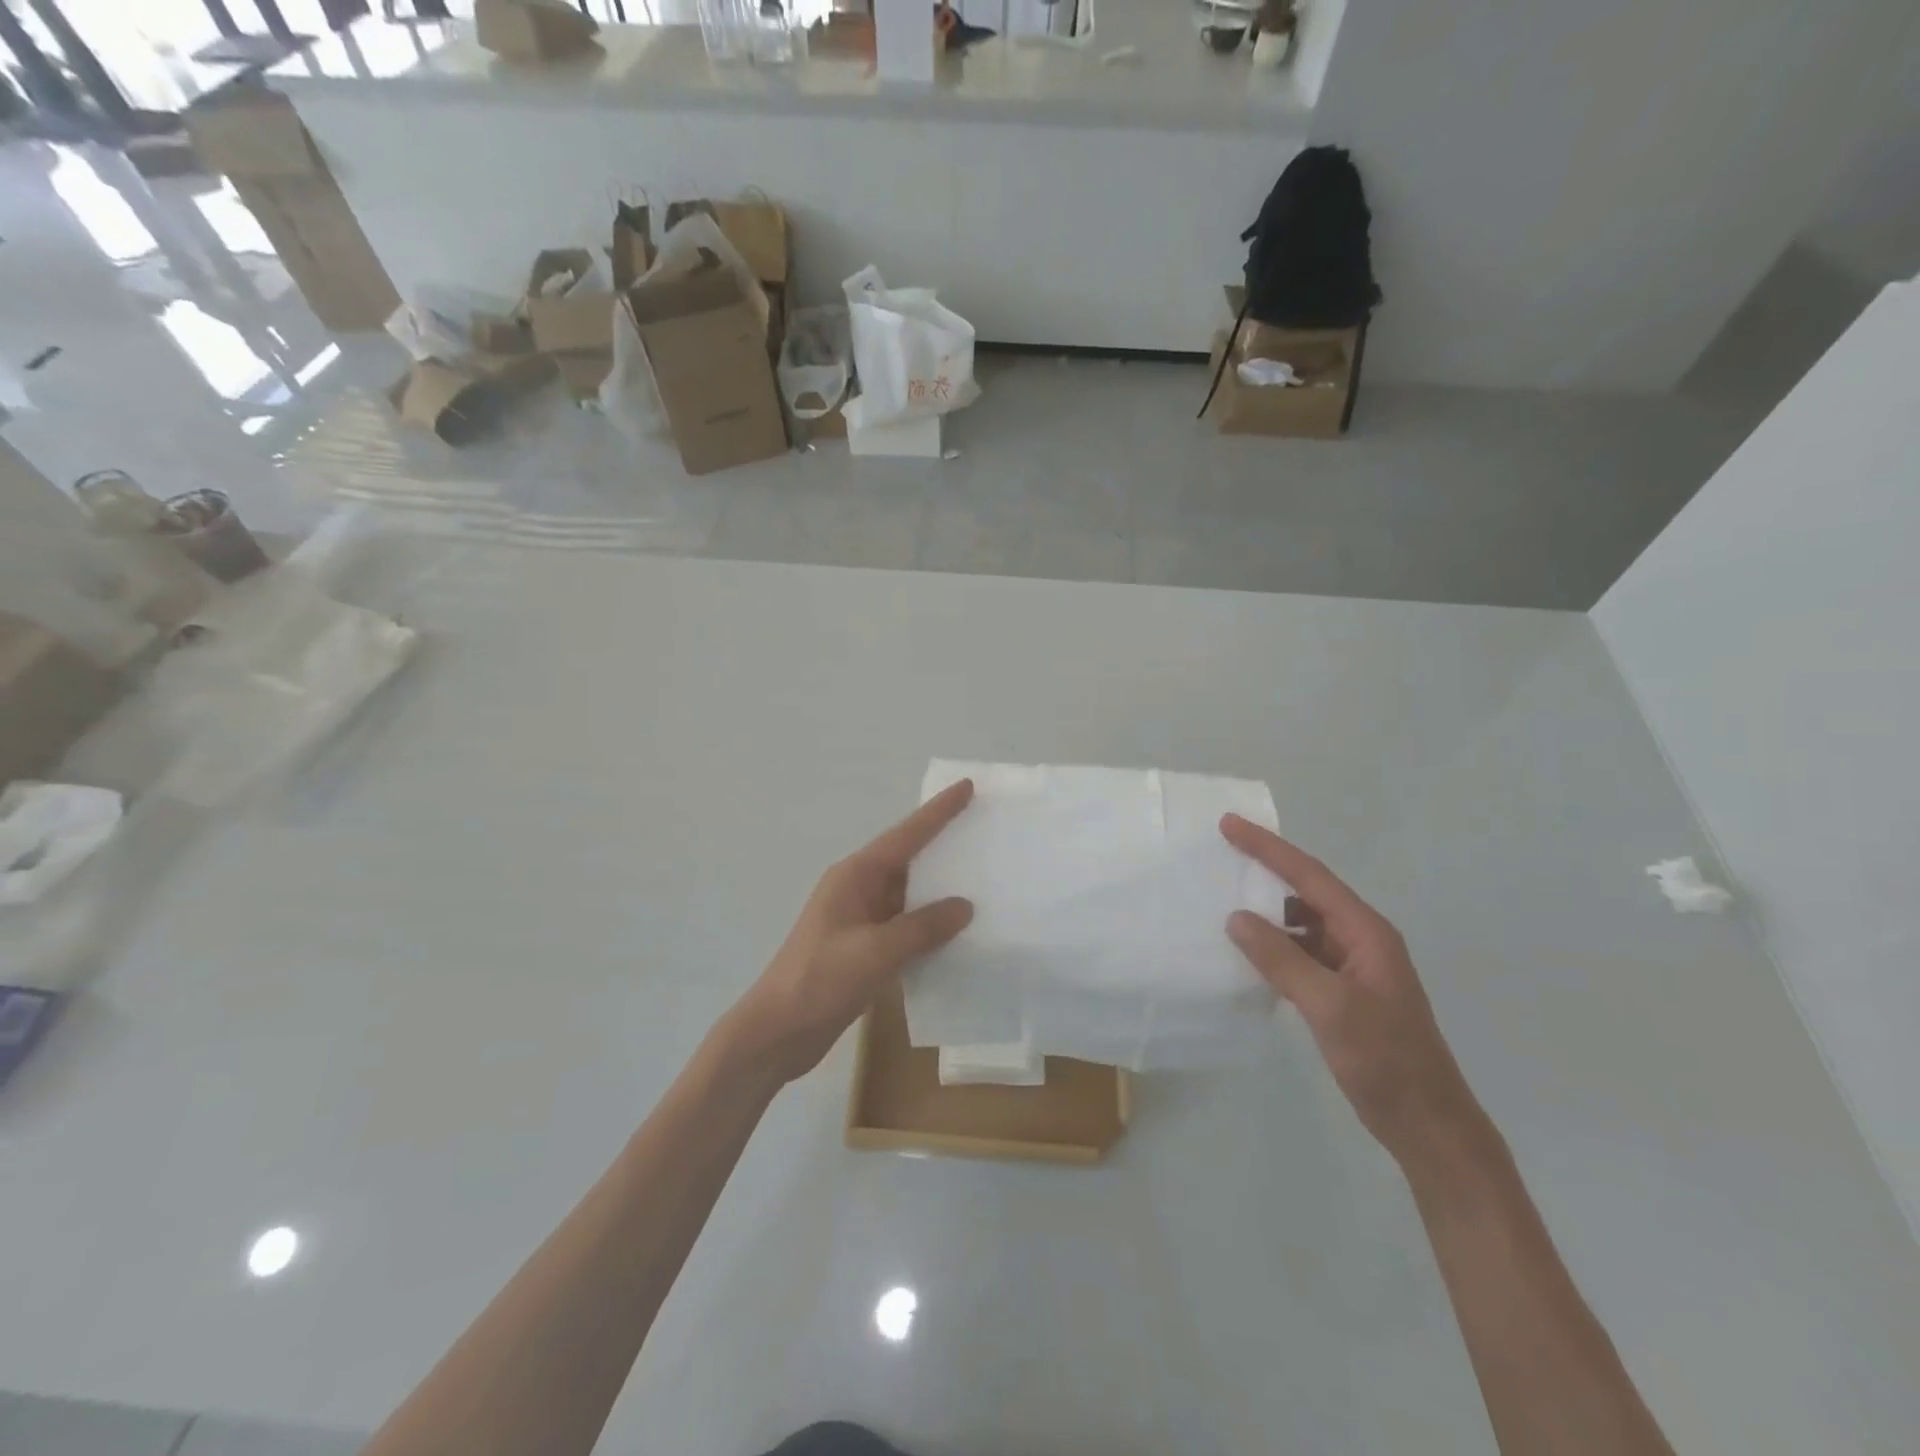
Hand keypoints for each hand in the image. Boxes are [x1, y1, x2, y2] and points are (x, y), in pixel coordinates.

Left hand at [727, 780, 976, 1084]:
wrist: (778, 1032)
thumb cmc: (821, 980)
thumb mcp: (875, 951)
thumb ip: (922, 927)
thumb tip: (964, 906)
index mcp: (855, 876)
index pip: (905, 835)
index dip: (938, 811)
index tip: (966, 786)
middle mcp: (858, 889)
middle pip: (908, 859)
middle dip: (944, 844)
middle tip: (984, 829)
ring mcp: (861, 919)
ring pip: (909, 894)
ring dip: (940, 888)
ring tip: (983, 877)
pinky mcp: (864, 947)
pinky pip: (905, 925)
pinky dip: (930, 924)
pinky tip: (958, 931)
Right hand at [1220, 815, 1486, 1165]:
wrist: (1426, 1123)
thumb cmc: (1385, 1059)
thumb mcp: (1330, 1005)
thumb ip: (1281, 959)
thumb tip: (1237, 918)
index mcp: (1366, 931)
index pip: (1309, 876)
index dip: (1268, 848)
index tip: (1230, 825)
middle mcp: (1360, 940)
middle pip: (1307, 892)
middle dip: (1266, 872)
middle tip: (1222, 857)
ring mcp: (1352, 967)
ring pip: (1302, 925)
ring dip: (1268, 914)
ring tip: (1224, 904)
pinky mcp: (1342, 992)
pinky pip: (1301, 954)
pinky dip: (1274, 948)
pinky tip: (1248, 955)